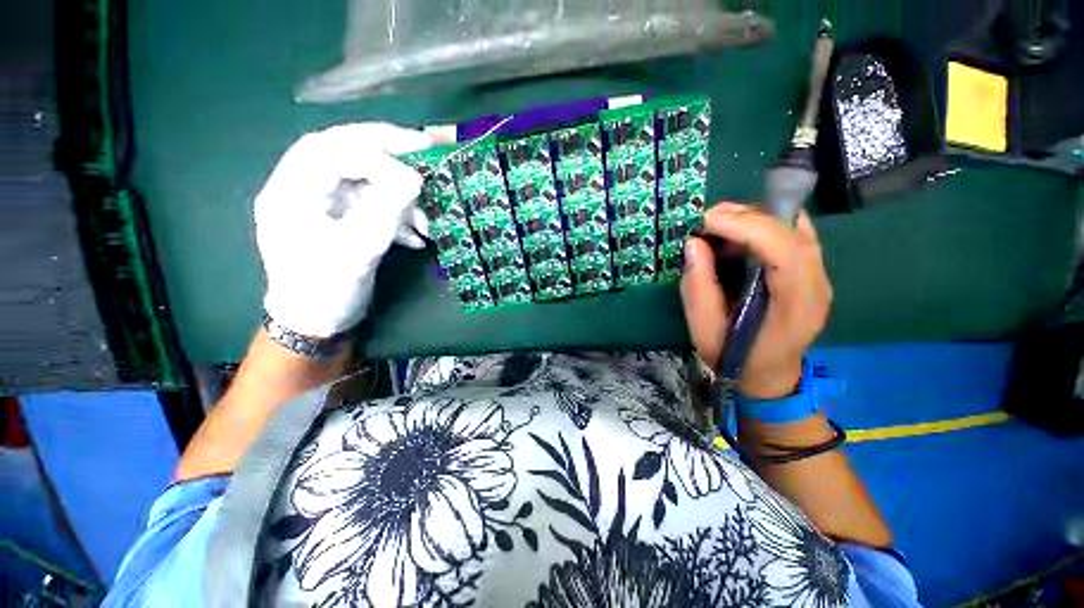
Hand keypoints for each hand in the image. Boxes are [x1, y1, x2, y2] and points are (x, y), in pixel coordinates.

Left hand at [255, 123, 436, 337]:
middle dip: (390, 160)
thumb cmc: (325, 290)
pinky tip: (416, 237)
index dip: (373, 143)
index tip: (415, 149)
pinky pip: (374, 209)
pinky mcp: (344, 224)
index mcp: (292, 192)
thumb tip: (414, 178)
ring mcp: (326, 209)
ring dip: (401, 200)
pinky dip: (398, 218)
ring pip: (366, 186)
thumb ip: (385, 210)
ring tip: (427, 223)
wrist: (317, 325)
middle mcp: (306, 192)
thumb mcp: (357, 250)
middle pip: (349, 160)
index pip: (329, 148)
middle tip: (427, 160)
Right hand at [680, 202, 832, 397]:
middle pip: (792, 230)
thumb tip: (694, 243)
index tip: (705, 221)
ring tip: (716, 226)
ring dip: (752, 218)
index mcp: (796, 305)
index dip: (745, 226)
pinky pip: (791, 233)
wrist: (768, 374)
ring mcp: (819, 274)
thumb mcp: (705, 329)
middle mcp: (818, 283)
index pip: (784, 249)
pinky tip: (737, 235)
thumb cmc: (734, 357)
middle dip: (745, 216)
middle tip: (705, 221)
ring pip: (793, 226)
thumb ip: (698, 287)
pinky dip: (761, 225)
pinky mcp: (809, 269)